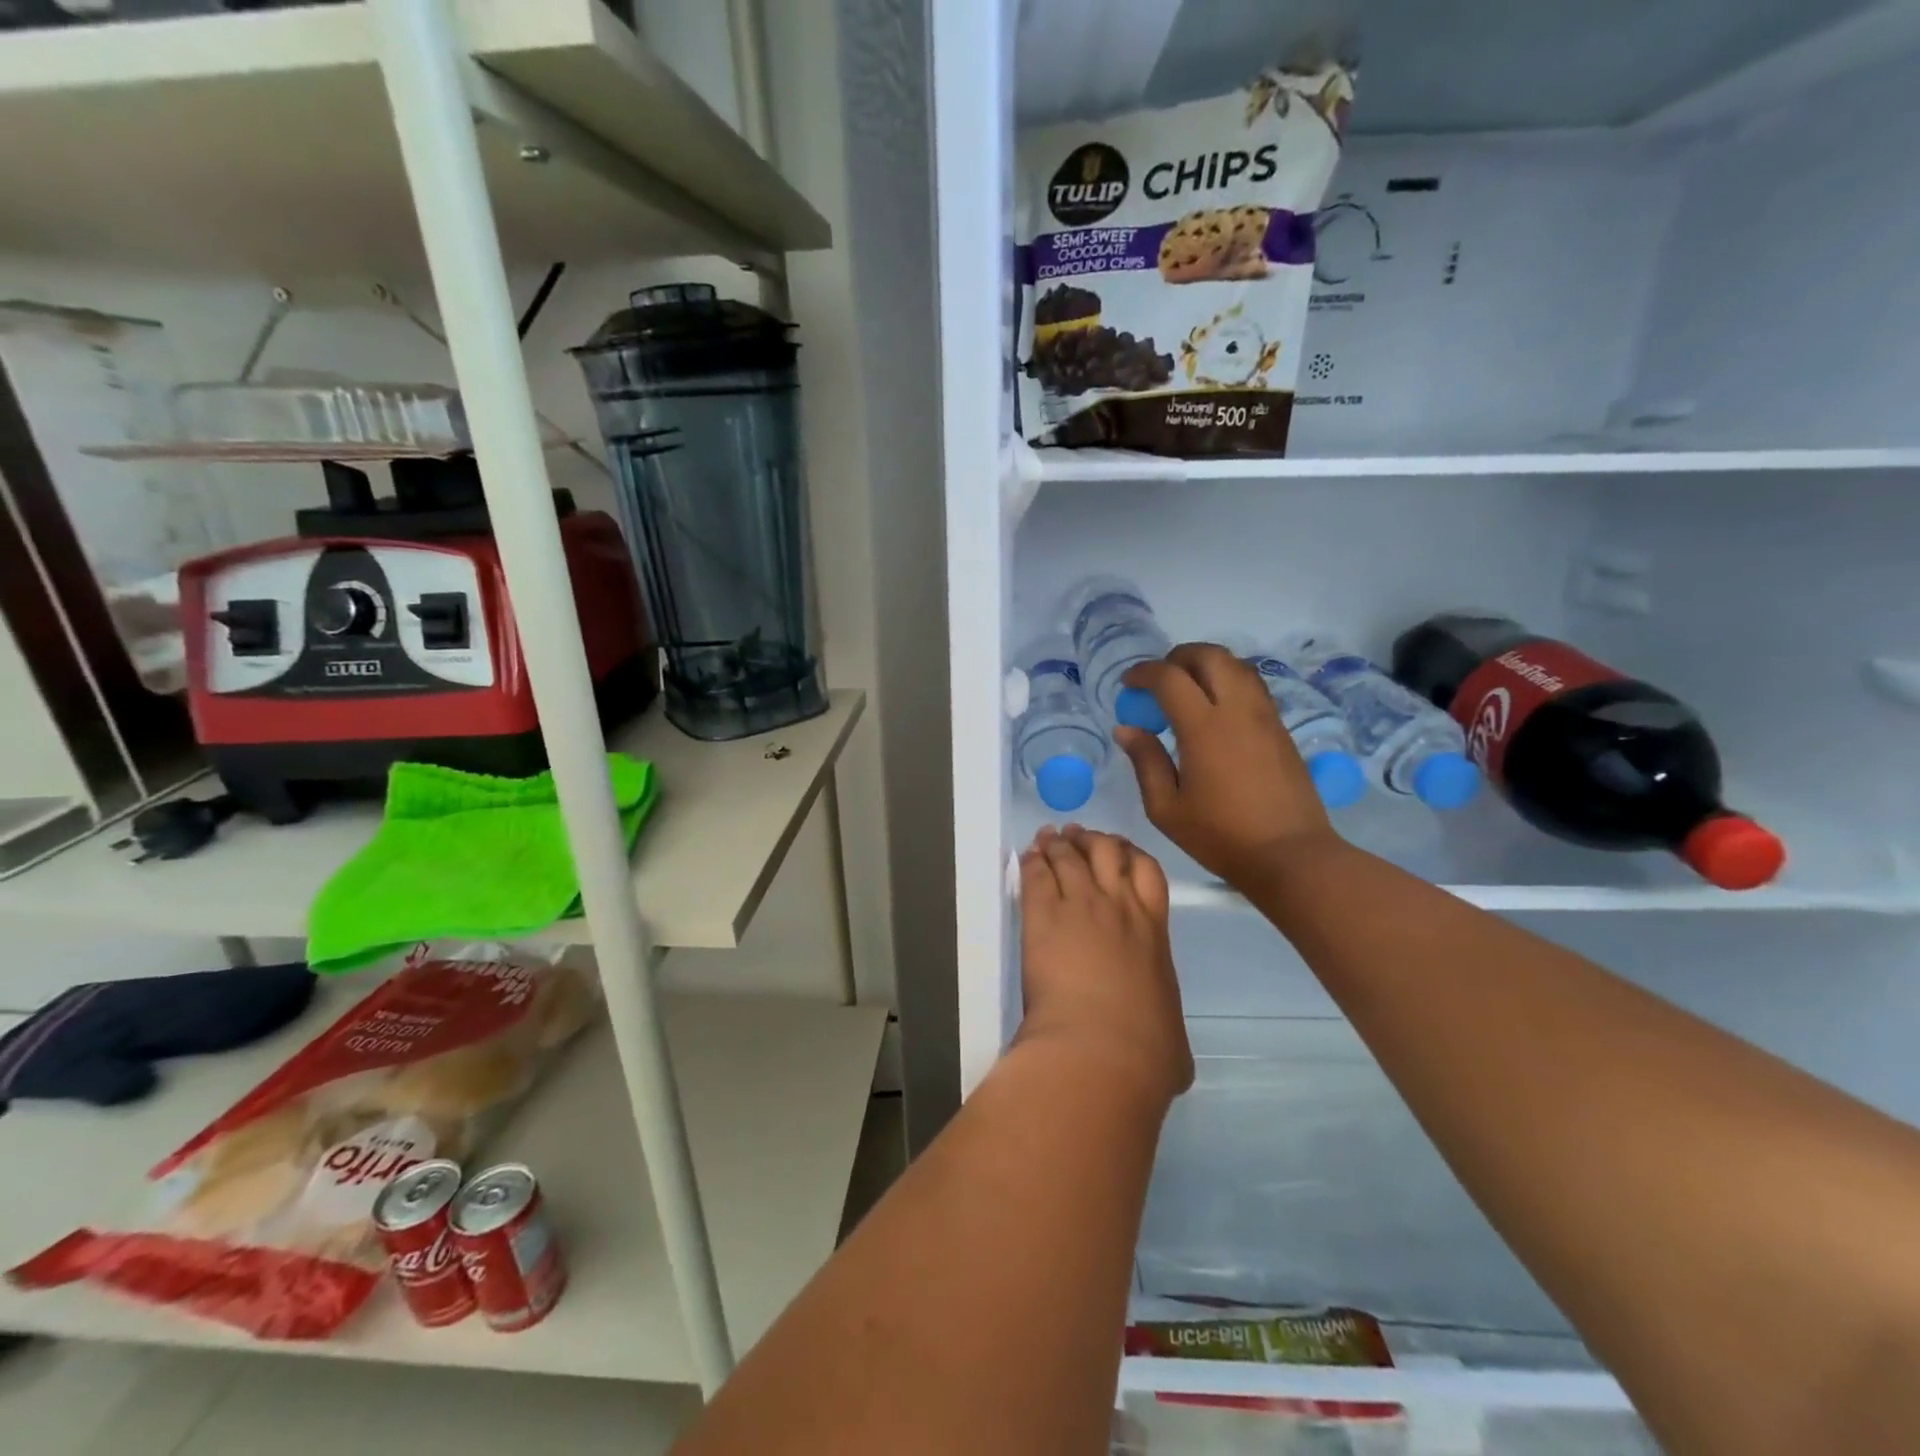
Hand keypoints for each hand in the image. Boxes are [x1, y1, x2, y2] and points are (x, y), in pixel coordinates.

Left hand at [1017, 826, 1191, 1107]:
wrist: (1102, 1049)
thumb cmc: (1144, 1053)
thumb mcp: (1172, 1039)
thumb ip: (1166, 1026)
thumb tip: (1167, 1045)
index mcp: (1154, 933)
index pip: (1148, 873)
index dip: (1132, 855)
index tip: (1120, 851)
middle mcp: (1119, 908)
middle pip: (1108, 852)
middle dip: (1093, 840)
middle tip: (1077, 836)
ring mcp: (1080, 907)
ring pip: (1069, 857)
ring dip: (1058, 844)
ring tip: (1048, 837)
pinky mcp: (1043, 917)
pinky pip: (1036, 876)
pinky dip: (1032, 862)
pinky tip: (1028, 856)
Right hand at [1117, 643, 1336, 889]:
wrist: (1290, 855)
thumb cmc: (1221, 836)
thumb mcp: (1167, 809)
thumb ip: (1145, 762)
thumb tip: (1127, 729)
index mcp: (1204, 728)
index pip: (1170, 678)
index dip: (1144, 672)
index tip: (1128, 684)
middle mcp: (1237, 710)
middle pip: (1209, 656)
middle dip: (1178, 657)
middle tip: (1158, 680)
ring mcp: (1264, 716)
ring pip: (1236, 665)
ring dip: (1206, 665)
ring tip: (1187, 689)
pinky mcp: (1280, 728)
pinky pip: (1252, 686)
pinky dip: (1228, 681)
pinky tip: (1215, 709)